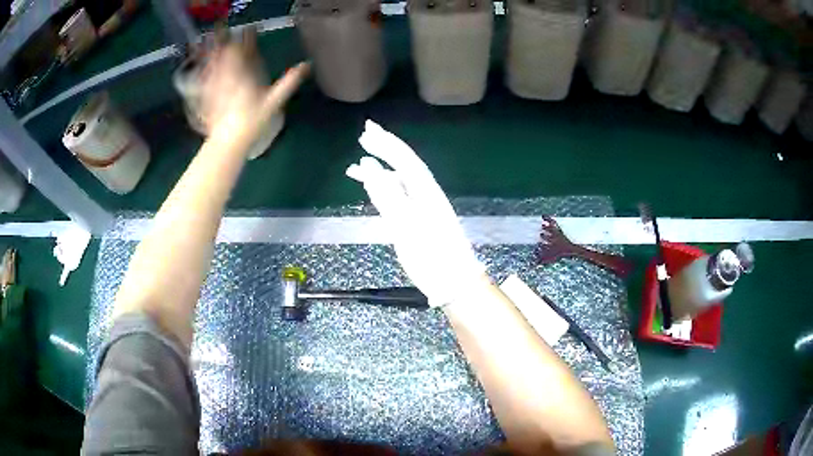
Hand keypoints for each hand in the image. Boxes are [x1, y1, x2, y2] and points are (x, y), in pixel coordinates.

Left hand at [198, 27, 308, 147]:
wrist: (228, 140)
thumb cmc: (252, 121)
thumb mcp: (275, 101)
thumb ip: (289, 82)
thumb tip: (306, 65)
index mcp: (243, 73)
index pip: (242, 49)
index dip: (245, 37)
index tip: (249, 29)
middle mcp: (227, 75)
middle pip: (225, 53)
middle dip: (225, 40)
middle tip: (224, 29)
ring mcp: (215, 84)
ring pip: (213, 62)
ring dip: (213, 51)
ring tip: (212, 41)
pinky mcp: (206, 95)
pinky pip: (204, 78)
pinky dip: (205, 69)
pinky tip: (204, 65)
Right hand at [347, 121, 484, 306]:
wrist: (455, 282)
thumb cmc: (432, 256)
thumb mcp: (406, 226)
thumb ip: (388, 196)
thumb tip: (370, 168)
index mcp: (426, 191)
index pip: (404, 160)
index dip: (386, 144)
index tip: (368, 131)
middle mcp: (426, 193)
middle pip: (404, 165)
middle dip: (384, 149)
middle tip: (364, 136)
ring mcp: (424, 207)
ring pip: (399, 181)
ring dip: (380, 171)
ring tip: (355, 167)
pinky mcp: (421, 220)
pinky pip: (399, 196)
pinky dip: (384, 189)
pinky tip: (373, 189)